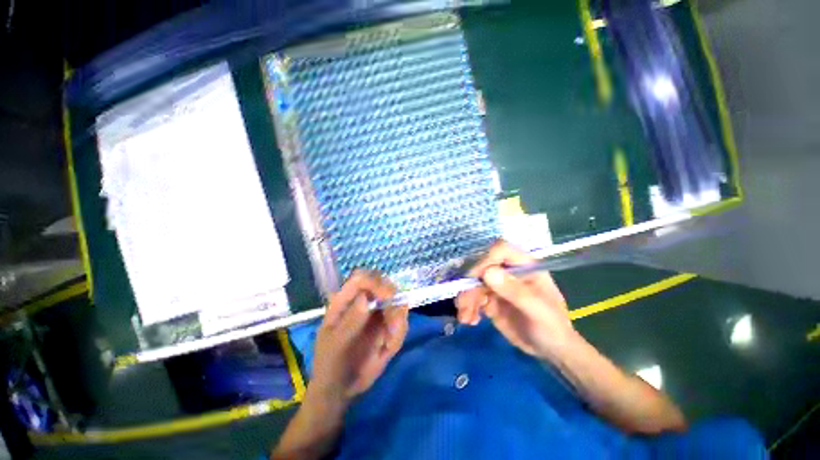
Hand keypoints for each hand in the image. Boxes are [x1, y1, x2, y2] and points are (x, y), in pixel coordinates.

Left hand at [309, 270, 408, 406]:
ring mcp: (376, 313)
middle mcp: (363, 302)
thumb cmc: (331, 364)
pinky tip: (387, 348)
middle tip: (393, 321)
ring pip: (396, 301)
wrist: (340, 389)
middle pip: (382, 284)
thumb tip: (366, 297)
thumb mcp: (336, 344)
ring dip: (397, 319)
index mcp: (345, 301)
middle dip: (392, 298)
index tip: (387, 296)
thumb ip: (350, 321)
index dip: (375, 282)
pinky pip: (400, 321)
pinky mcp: (387, 326)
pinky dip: (399, 332)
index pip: (361, 278)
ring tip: (388, 343)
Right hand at [455, 241, 575, 359]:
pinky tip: (470, 320)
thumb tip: (488, 273)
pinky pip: (472, 297)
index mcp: (524, 266)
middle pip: (481, 267)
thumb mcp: (538, 311)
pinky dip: (467, 307)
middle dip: (470, 284)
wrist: (551, 350)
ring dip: (466, 298)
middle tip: (464, 304)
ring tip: (466, 318)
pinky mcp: (489, 299)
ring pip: (473, 283)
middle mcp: (508, 271)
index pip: (500, 250)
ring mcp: (497, 285)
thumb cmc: (552, 327)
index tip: (476, 278)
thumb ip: (516, 291)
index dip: (486, 260)